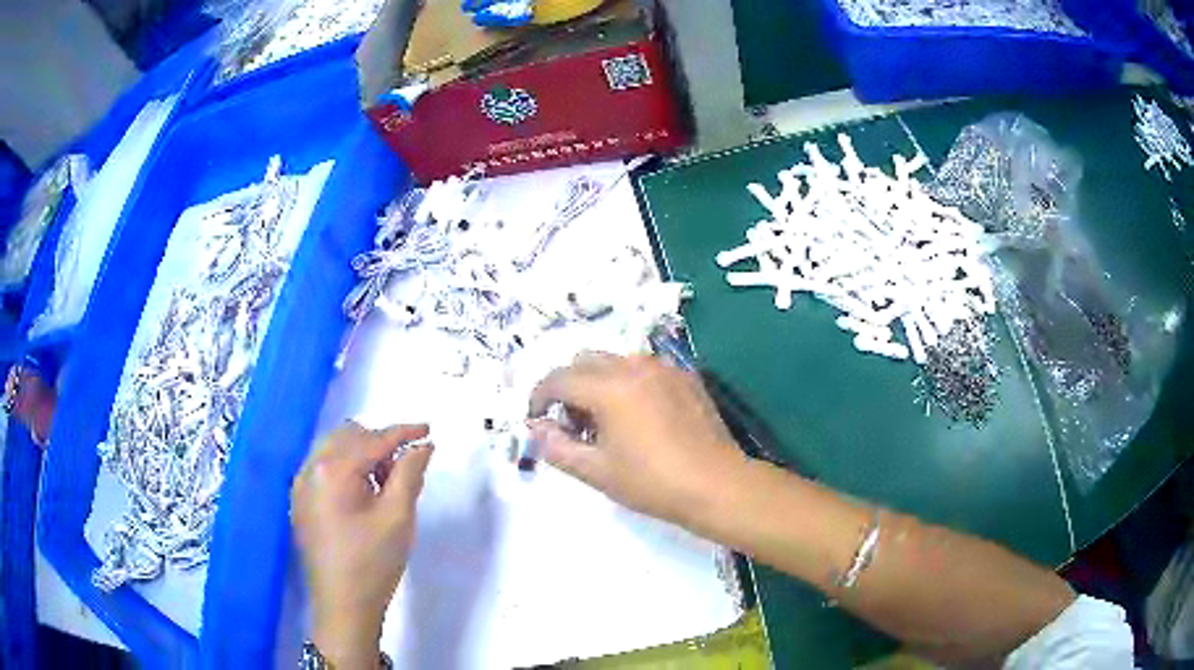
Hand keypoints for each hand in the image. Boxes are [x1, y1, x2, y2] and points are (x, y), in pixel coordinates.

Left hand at [291, 422, 432, 668]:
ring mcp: (301, 485)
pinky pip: (323, 468)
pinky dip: (345, 469)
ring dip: (361, 455)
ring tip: (384, 485)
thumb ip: (409, 473)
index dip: (403, 432)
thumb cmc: (373, 562)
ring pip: (333, 449)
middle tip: (403, 469)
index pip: (372, 439)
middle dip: (379, 443)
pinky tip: (361, 496)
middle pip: (348, 436)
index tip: (428, 431)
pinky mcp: (300, 501)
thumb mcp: (398, 517)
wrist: (343, 606)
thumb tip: (422, 446)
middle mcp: (310, 469)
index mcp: (333, 470)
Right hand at [528, 352, 746, 529]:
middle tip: (573, 424)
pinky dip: (629, 382)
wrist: (716, 485)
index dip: (539, 397)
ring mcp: (664, 368)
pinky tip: (640, 416)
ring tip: (607, 421)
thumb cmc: (652, 482)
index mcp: (609, 387)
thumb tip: (536, 429)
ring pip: (616, 361)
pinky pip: (645, 369)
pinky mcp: (686, 377)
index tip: (536, 419)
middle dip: (569, 386)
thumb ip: (556, 447)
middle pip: (585, 361)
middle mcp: (635, 366)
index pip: (559, 379)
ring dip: (599, 382)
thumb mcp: (596, 471)